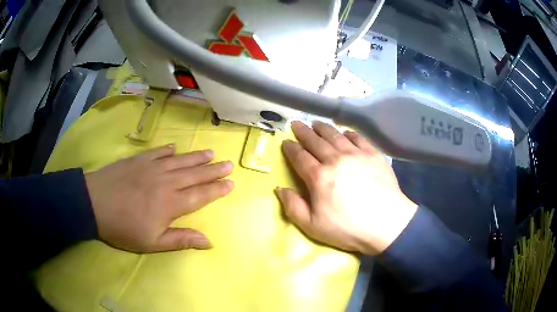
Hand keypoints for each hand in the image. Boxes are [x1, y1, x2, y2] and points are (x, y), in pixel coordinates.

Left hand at [85, 144, 233, 252]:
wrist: (94, 203)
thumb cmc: (123, 227)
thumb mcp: (152, 242)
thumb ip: (181, 240)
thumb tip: (208, 242)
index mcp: (171, 203)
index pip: (200, 195)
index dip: (216, 189)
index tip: (230, 183)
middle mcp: (166, 181)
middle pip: (194, 174)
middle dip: (213, 170)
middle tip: (228, 164)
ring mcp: (151, 167)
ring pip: (180, 160)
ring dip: (196, 157)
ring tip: (211, 152)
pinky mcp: (138, 160)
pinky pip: (158, 152)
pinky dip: (168, 149)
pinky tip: (175, 147)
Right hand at [276, 121, 416, 254]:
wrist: (386, 224)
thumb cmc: (348, 228)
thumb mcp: (313, 226)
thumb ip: (293, 207)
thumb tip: (280, 189)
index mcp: (318, 177)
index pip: (300, 157)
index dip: (291, 148)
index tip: (286, 141)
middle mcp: (335, 159)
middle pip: (315, 141)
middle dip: (303, 131)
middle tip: (296, 123)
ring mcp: (356, 154)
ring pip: (335, 135)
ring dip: (323, 128)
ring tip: (316, 123)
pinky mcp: (373, 154)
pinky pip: (358, 138)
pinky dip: (348, 133)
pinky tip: (345, 133)